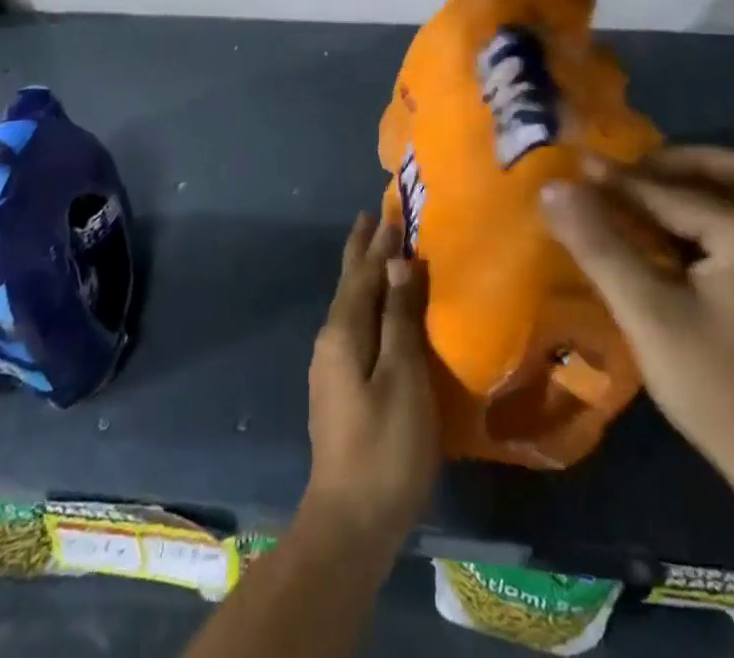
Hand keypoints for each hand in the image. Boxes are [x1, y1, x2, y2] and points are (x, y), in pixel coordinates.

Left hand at [303, 214, 440, 548]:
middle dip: (362, 250)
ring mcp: (331, 367)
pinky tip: (379, 312)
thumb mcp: (402, 377)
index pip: (363, 273)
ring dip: (365, 275)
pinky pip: (355, 327)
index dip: (378, 242)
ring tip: (380, 254)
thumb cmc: (385, 446)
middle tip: (373, 217)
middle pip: (349, 284)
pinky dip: (368, 304)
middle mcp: (330, 341)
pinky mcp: (339, 389)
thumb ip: (400, 317)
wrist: (349, 523)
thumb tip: (397, 262)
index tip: (389, 209)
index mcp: (343, 332)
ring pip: (351, 305)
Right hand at [539, 147, 733, 514]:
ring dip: (704, 189)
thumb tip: (553, 188)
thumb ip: (600, 246)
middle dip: (685, 163)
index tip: (575, 164)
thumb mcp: (650, 316)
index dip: (618, 179)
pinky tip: (680, 244)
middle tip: (637, 172)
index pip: (672, 192)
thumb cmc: (724, 392)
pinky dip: (716, 219)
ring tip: (652, 200)